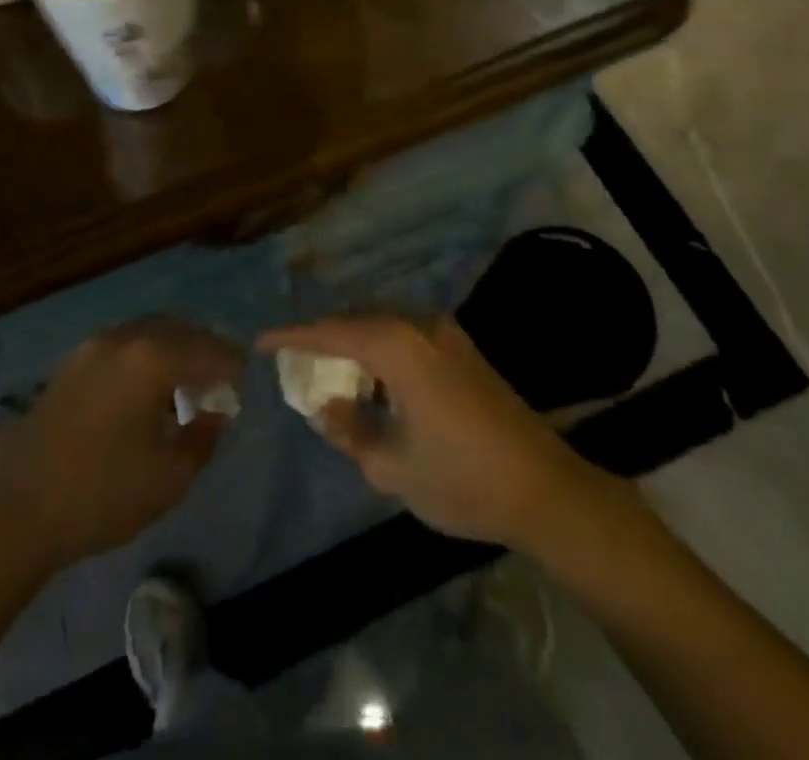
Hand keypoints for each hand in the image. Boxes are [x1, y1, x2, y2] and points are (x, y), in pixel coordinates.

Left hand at [0, 317, 243, 574]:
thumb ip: (202, 439)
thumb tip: (216, 414)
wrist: (19, 507)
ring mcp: (93, 346)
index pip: (208, 349)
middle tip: (220, 378)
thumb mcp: (168, 477)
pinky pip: (124, 345)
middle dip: (204, 349)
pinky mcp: (73, 362)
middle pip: (178, 330)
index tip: (244, 383)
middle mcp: (124, 339)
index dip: (231, 365)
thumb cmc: (102, 493)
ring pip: (148, 332)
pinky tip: (148, 389)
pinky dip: (146, 356)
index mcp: (152, 358)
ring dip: (173, 350)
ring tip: (186, 383)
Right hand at [259, 314, 612, 549]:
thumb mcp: (392, 465)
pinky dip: (380, 347)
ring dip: (353, 340)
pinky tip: (374, 377)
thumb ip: (349, 430)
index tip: (261, 342)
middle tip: (294, 358)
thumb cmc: (463, 479)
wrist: (547, 489)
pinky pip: (405, 333)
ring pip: (382, 323)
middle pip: (357, 318)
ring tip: (329, 367)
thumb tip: (326, 405)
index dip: (293, 336)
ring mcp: (446, 333)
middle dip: (323, 335)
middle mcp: (420, 325)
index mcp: (398, 347)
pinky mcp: (462, 347)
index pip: (332, 331)